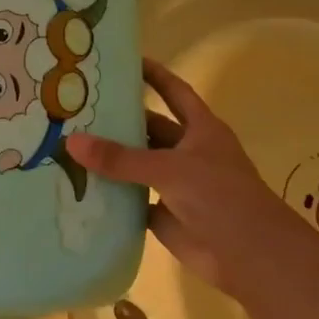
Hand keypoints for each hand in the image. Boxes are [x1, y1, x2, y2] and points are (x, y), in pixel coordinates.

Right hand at [66, 60, 318, 318]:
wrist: (252, 258)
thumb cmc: (222, 198)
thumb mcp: (170, 169)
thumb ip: (120, 158)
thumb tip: (70, 141)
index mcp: (200, 130)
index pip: (174, 92)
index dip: (153, 74)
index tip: (123, 60)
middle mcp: (188, 152)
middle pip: (147, 129)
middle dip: (117, 119)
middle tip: (74, 107)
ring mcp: (175, 184)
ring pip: (136, 165)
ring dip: (109, 158)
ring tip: (66, 142)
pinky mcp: (163, 214)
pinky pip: (129, 198)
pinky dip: (108, 193)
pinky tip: (76, 184)